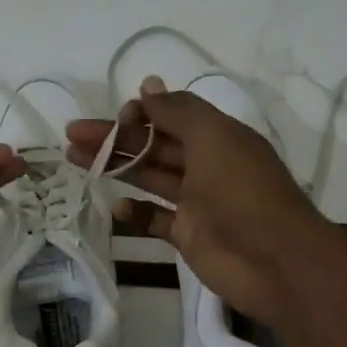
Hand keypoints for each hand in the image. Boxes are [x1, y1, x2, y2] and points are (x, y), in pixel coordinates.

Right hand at [68, 77, 329, 328]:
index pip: (171, 116)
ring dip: (117, 167)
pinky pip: (156, 219)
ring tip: (75, 160)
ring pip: (150, 178)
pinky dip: (136, 213)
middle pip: (153, 146)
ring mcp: (197, 202)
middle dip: (115, 138)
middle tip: (72, 135)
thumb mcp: (213, 138)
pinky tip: (115, 207)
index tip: (114, 118)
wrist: (275, 260)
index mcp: (217, 137)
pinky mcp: (189, 235)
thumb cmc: (243, 191)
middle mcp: (206, 165)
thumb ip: (177, 112)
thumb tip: (148, 85)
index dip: (141, 114)